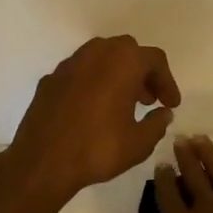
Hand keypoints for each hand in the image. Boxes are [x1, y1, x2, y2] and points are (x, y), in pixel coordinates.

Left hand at [6, 36, 181, 204]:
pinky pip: (79, 72)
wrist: (42, 161)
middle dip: (141, 72)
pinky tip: (92, 109)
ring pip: (100, 57)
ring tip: (121, 103)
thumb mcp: (139, 143)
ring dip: (116, 73)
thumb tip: (163, 114)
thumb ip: (157, 124)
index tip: (170, 105)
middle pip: (127, 51)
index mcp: (122, 62)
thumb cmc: (97, 149)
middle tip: (148, 100)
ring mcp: (69, 64)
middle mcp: (95, 54)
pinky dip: (92, 82)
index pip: (154, 60)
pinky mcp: (49, 79)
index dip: (167, 81)